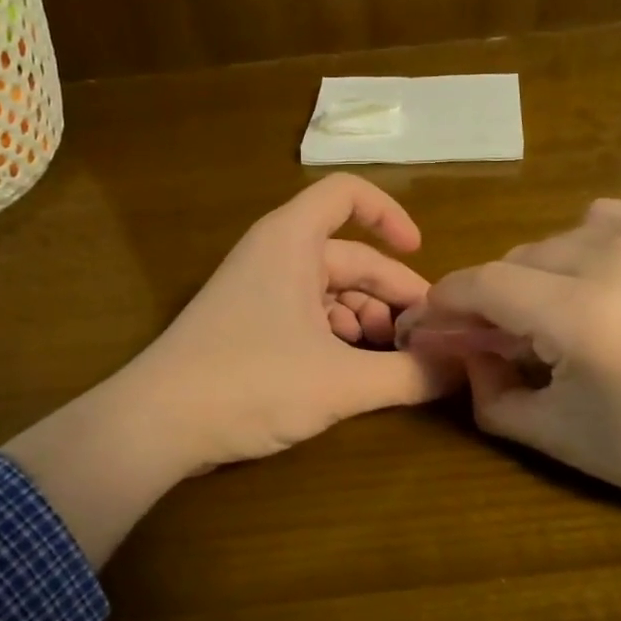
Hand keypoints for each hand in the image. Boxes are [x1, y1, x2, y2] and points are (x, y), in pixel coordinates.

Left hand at [5, 175, 454, 563]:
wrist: (156, 426)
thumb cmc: (251, 383)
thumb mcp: (341, 382)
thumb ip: (409, 375)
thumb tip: (463, 369)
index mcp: (292, 241)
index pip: (347, 194)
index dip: (390, 215)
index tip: (422, 255)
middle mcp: (274, 255)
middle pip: (350, 257)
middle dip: (391, 295)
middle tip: (426, 338)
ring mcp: (258, 291)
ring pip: (330, 292)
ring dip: (367, 322)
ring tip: (393, 361)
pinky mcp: (248, 327)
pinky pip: (307, 317)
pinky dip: (338, 339)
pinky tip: (355, 373)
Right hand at [410, 199, 620, 558]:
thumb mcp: (561, 437)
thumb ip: (490, 396)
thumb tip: (463, 356)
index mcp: (584, 316)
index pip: (482, 285)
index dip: (445, 303)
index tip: (430, 324)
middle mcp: (613, 257)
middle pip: (515, 261)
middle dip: (493, 300)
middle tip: (500, 341)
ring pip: (554, 241)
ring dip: (537, 278)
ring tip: (559, 319)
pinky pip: (602, 221)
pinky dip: (582, 249)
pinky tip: (601, 284)